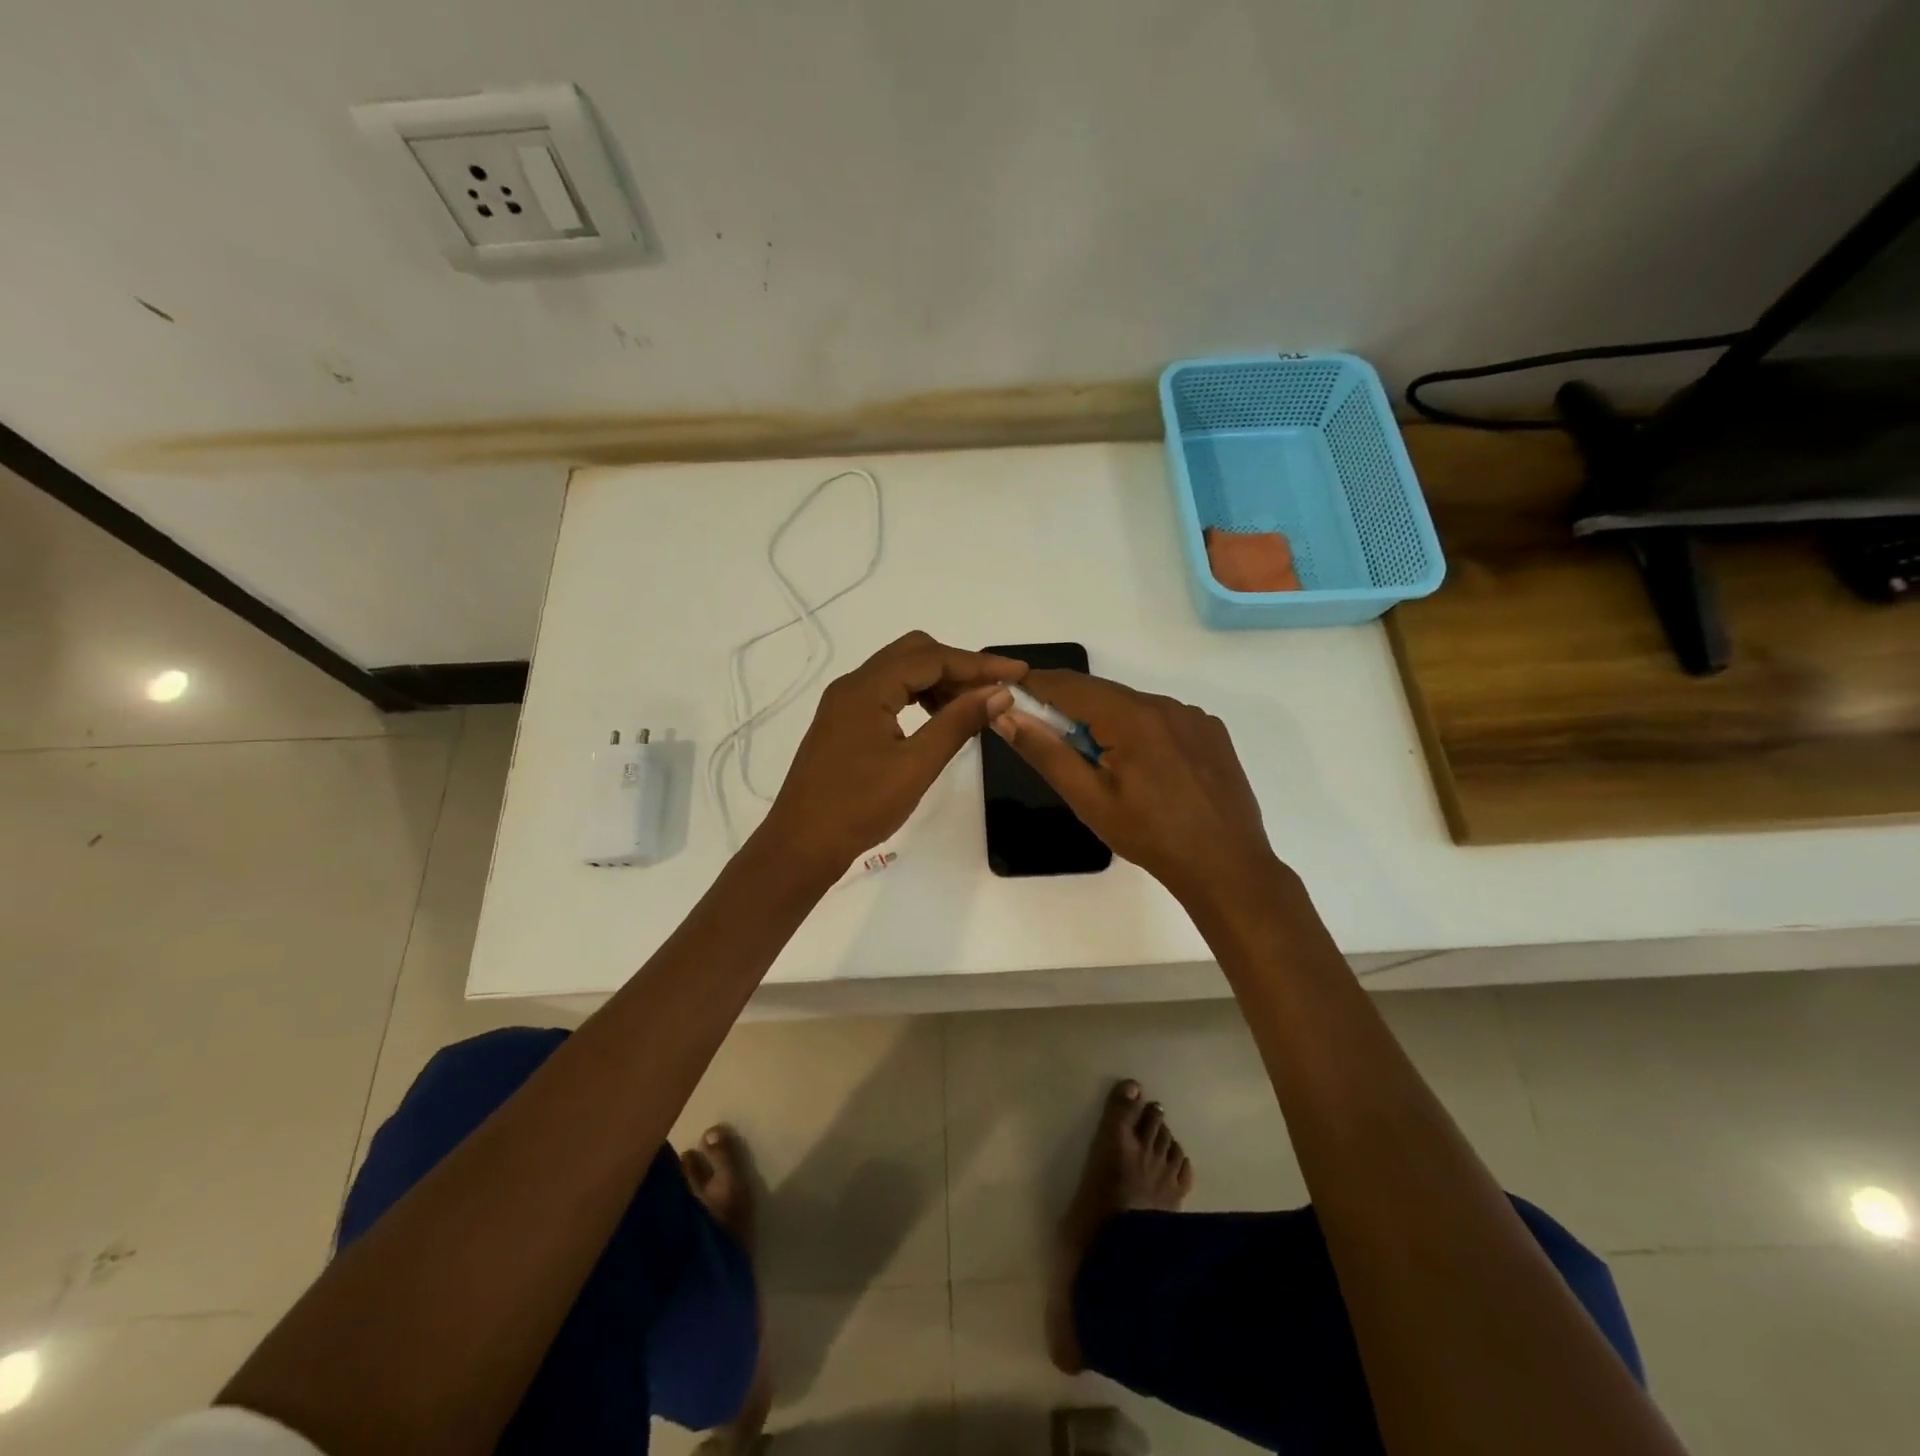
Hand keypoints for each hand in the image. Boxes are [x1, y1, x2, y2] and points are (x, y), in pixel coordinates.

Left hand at [757, 631, 1026, 872]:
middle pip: (914, 654)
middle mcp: (852, 685)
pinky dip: (919, 697)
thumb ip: (958, 723)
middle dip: (958, 667)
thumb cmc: (859, 807)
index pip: (931, 658)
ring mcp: (844, 703)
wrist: (801, 845)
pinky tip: (939, 720)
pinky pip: (888, 693)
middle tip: (995, 692)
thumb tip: (998, 693)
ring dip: (939, 682)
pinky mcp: (844, 723)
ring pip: (900, 672)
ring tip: (972, 709)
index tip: (1018, 673)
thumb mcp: (916, 766)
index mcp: (866, 688)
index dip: (978, 663)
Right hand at [989, 669, 1282, 908]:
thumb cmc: (1150, 836)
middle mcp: (1166, 705)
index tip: (1010, 692)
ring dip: (1106, 721)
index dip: (1037, 685)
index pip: (1071, 685)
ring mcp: (1194, 716)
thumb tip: (1007, 716)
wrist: (1225, 865)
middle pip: (1103, 693)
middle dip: (1070, 707)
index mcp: (1134, 717)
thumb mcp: (1089, 799)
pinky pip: (1162, 719)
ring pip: (1133, 706)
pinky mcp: (1211, 732)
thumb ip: (1046, 752)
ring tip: (1098, 762)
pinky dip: (1139, 731)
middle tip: (1047, 734)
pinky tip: (1141, 768)